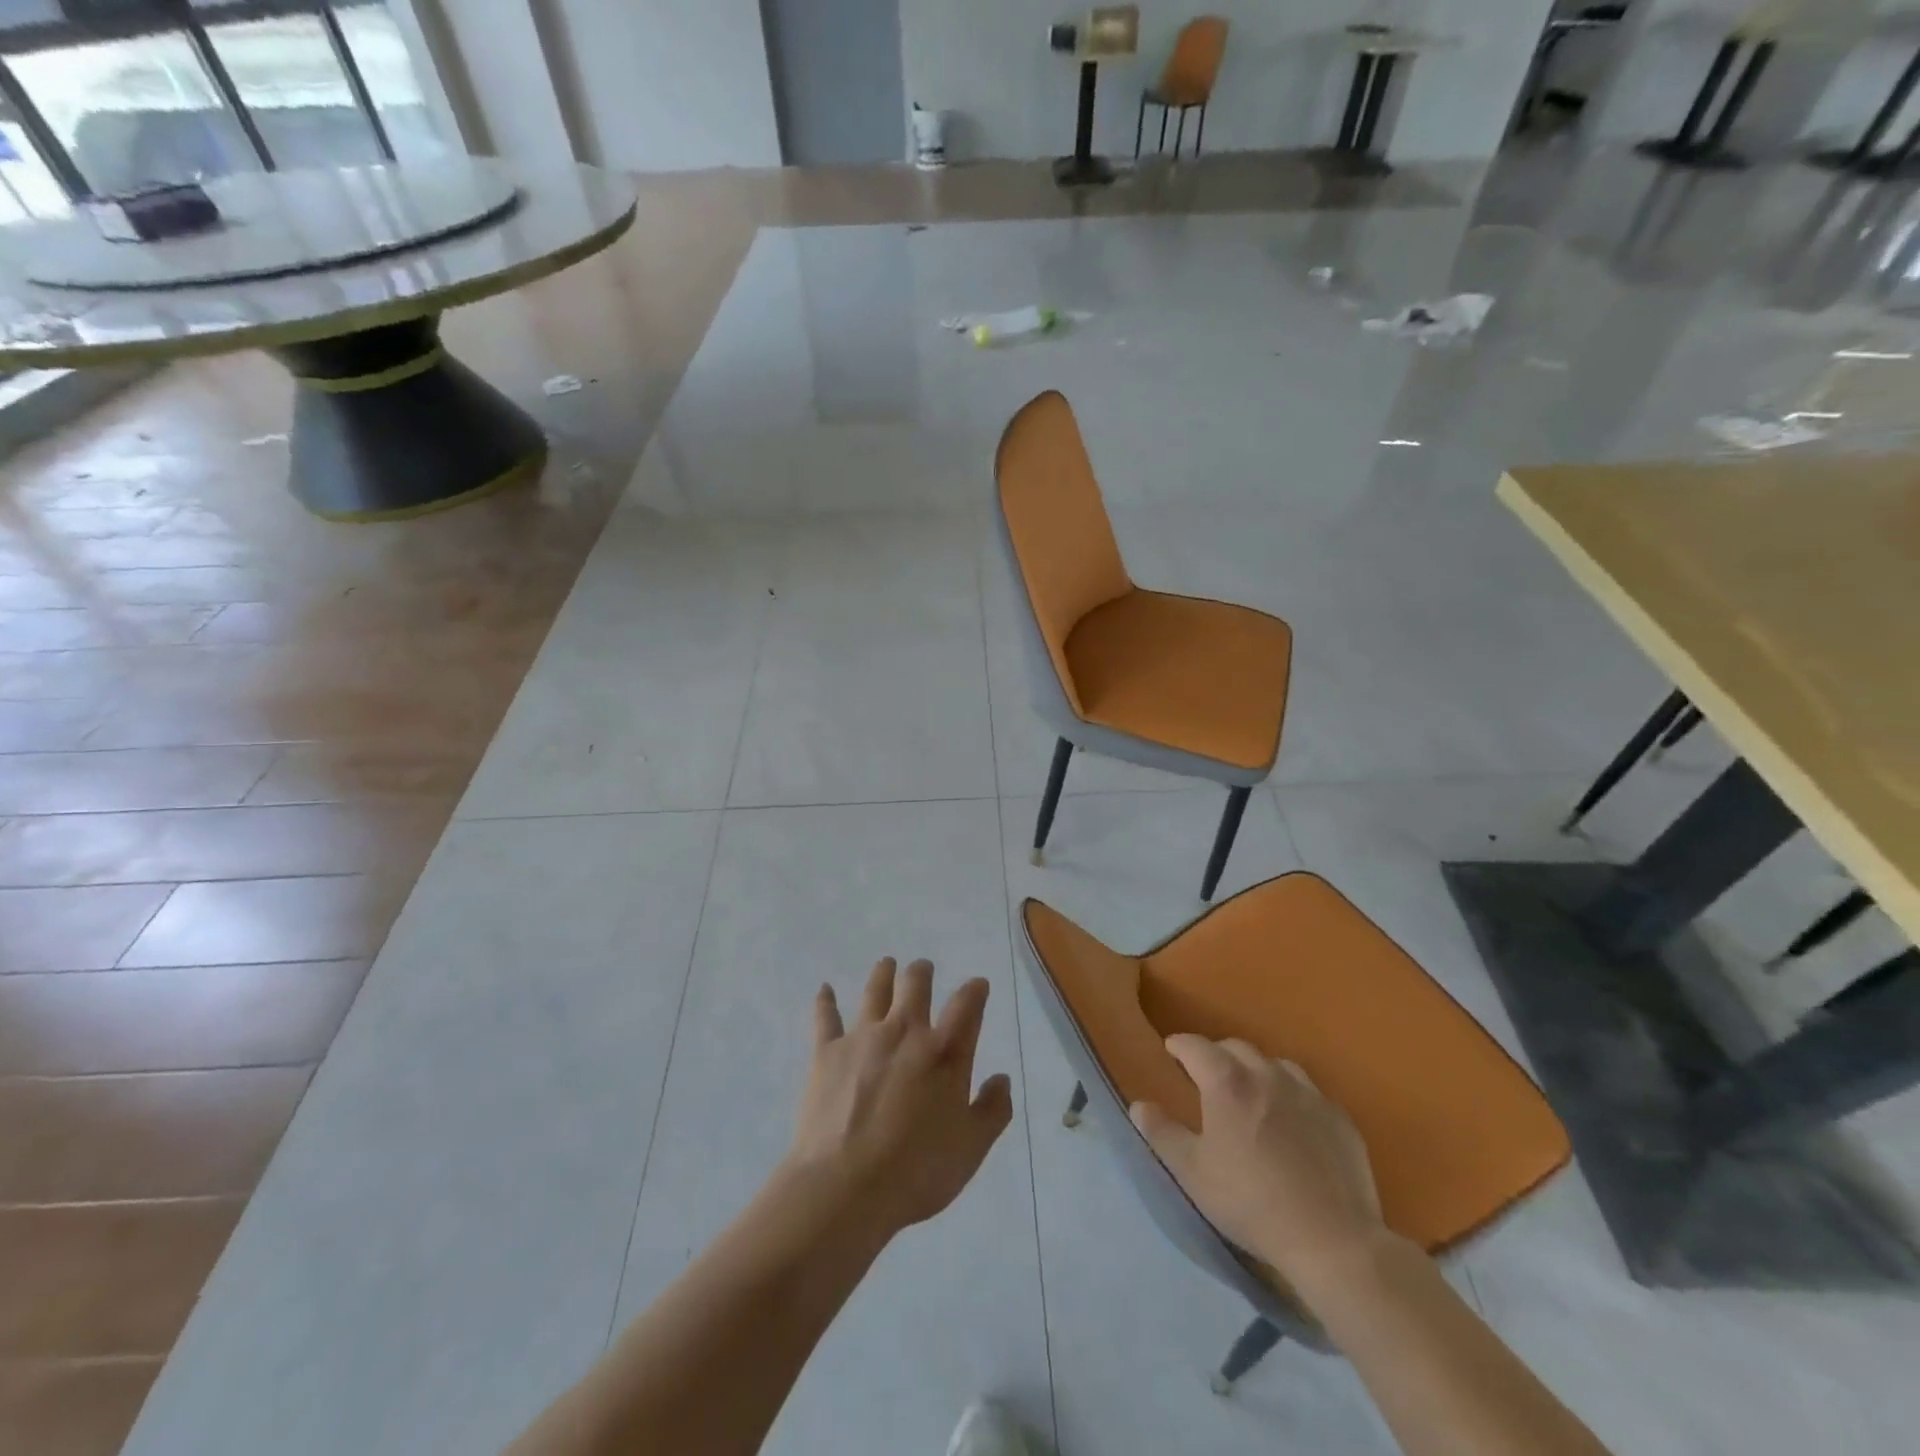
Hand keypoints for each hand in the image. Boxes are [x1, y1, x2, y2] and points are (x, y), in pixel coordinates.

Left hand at [788, 958, 1012, 1239]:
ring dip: (883, 974)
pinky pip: (826, 1017)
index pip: (967, 1005)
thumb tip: (1001, 1078)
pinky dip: (825, 1001)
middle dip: (922, 972)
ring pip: (875, 991)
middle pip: (916, 985)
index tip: (978, 984)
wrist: (845, 1187)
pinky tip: (824, 989)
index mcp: (944, 1052)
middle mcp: (905, 1032)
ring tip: (887, 964)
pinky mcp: (827, 1052)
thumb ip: (993, 1110)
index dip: (975, 990)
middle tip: (924, 969)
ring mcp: (863, 1037)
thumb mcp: (971, 1148)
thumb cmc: (917, 1171)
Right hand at [1130, 1036, 1389, 1300]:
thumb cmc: (1251, 1203)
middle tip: (1207, 1078)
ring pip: (1275, 1064)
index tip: (1171, 1052)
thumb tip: (1140, 1105)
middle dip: (1216, 1055)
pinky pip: (1308, 1092)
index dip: (1179, 1046)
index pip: (1195, 1046)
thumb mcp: (1192, 1173)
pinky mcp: (1339, 1117)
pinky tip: (1292, 1124)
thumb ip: (1161, 1134)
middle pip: (1236, 1047)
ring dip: (1256, 1071)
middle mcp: (1267, 1074)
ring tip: (1251, 1097)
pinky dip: (1291, 1096)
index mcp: (1227, 1082)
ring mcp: (1308, 1093)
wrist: (1332, 1240)